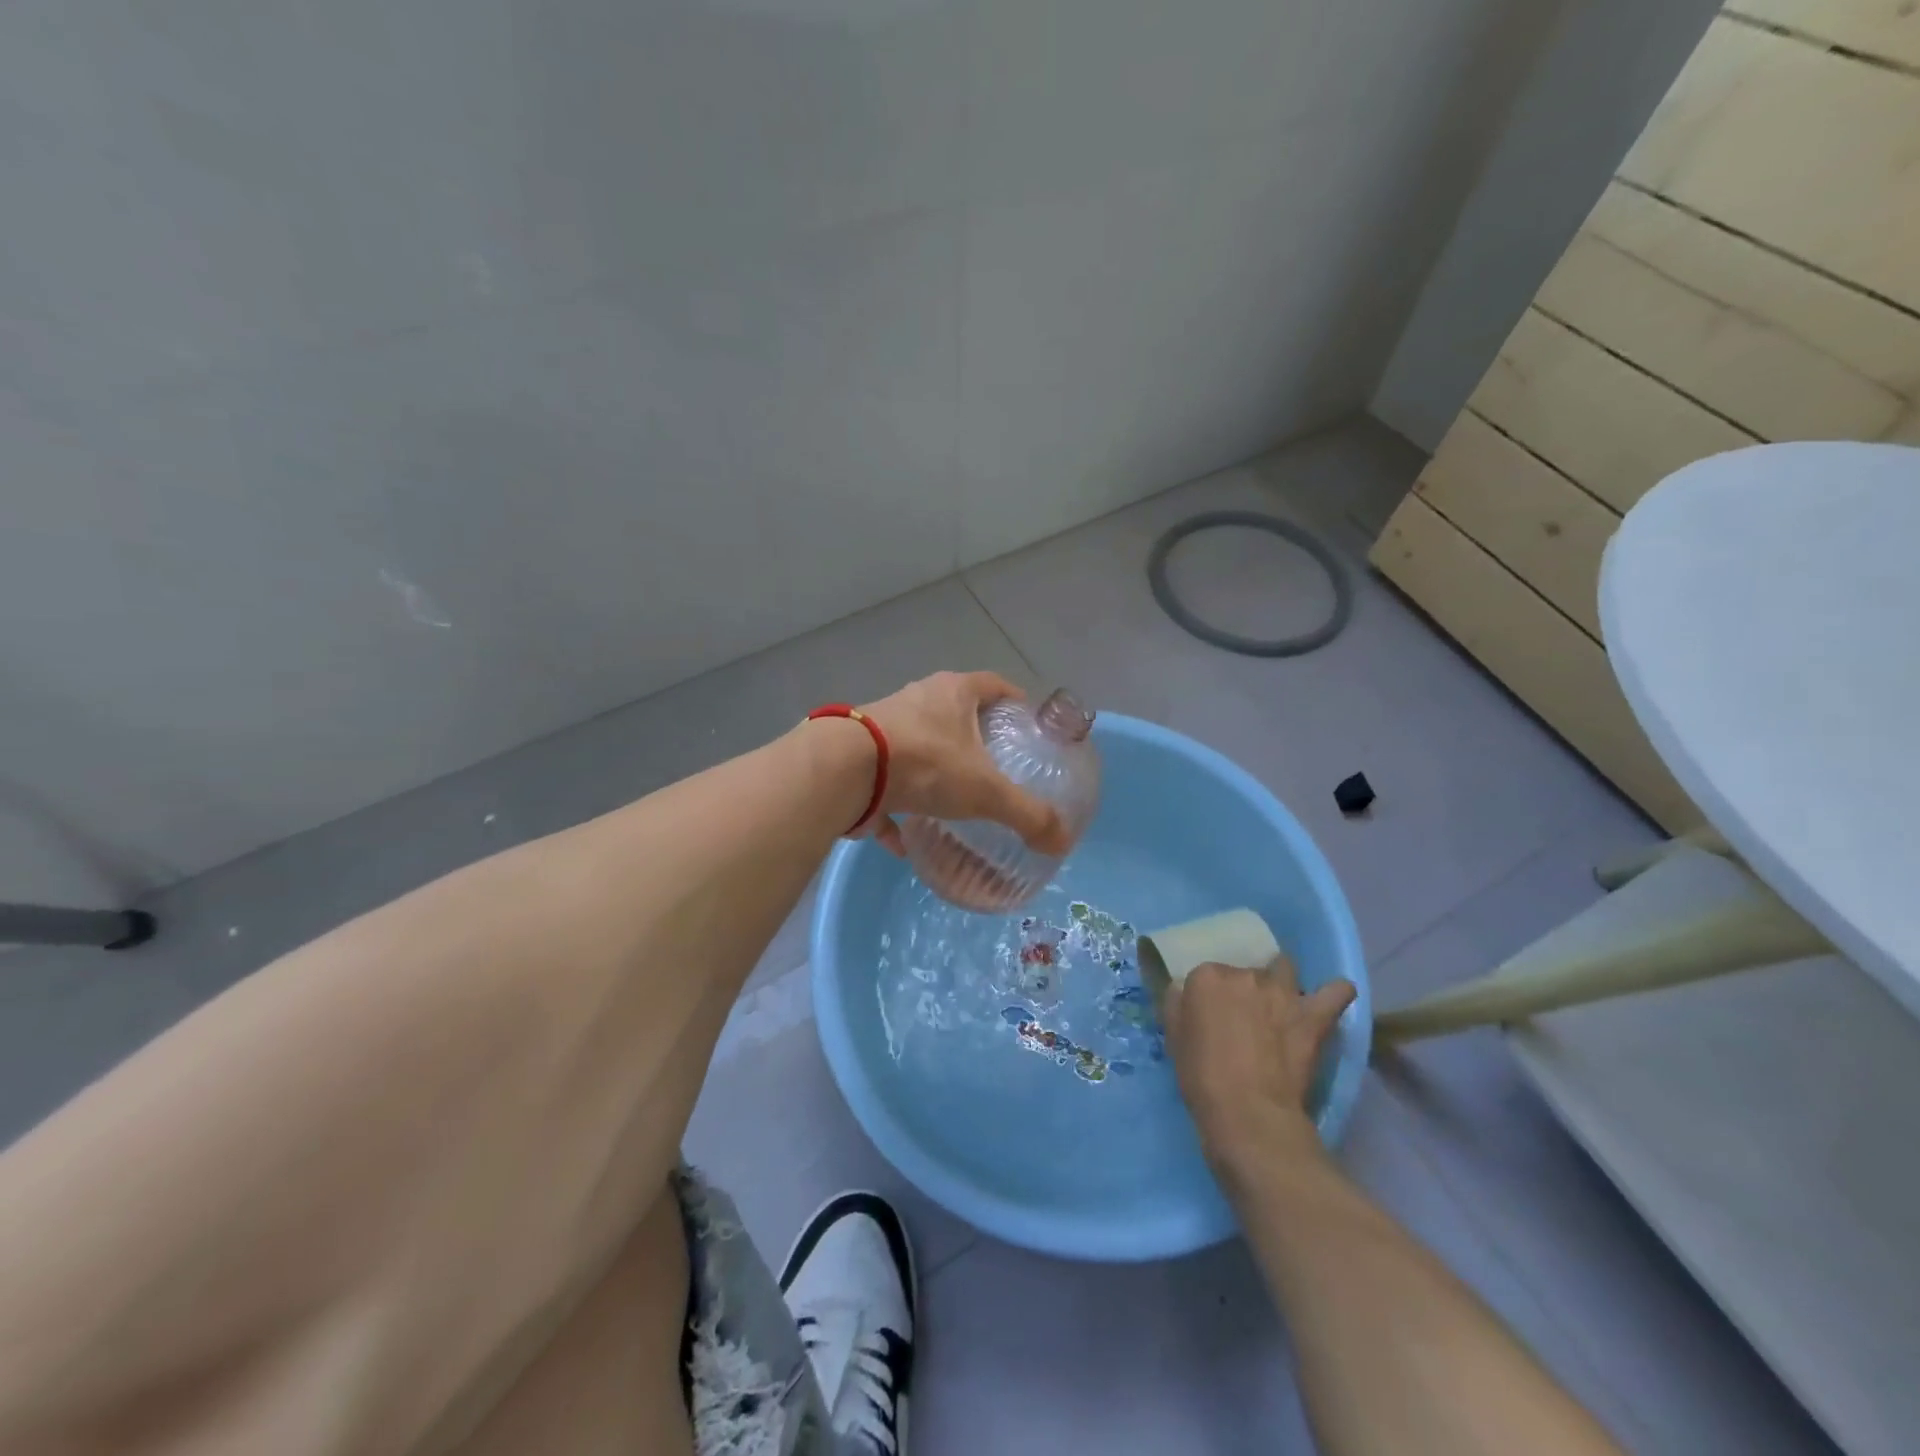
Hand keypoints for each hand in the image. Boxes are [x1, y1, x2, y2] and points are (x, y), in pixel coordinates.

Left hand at [858, 672, 1068, 854]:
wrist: (845, 770)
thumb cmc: (926, 763)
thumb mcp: (985, 791)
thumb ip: (1026, 814)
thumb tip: (1061, 841)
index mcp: (953, 693)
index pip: (995, 684)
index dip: (1015, 701)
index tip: (1028, 724)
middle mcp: (918, 700)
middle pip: (955, 713)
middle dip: (975, 738)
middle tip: (997, 767)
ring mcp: (884, 727)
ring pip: (918, 746)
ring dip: (934, 772)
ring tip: (954, 801)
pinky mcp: (858, 758)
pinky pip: (885, 784)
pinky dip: (897, 810)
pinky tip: (905, 841)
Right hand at [1164, 957, 1355, 1172]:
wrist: (1248, 1113)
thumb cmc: (1201, 1078)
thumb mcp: (1173, 1037)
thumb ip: (1177, 1005)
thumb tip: (1184, 991)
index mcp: (1207, 977)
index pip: (1207, 975)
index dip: (1210, 998)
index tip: (1211, 1019)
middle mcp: (1245, 974)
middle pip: (1245, 972)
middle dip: (1244, 992)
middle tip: (1243, 1022)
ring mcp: (1283, 993)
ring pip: (1284, 969)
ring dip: (1281, 983)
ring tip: (1280, 1007)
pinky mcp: (1313, 1016)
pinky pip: (1336, 992)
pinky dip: (1335, 992)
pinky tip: (1331, 998)